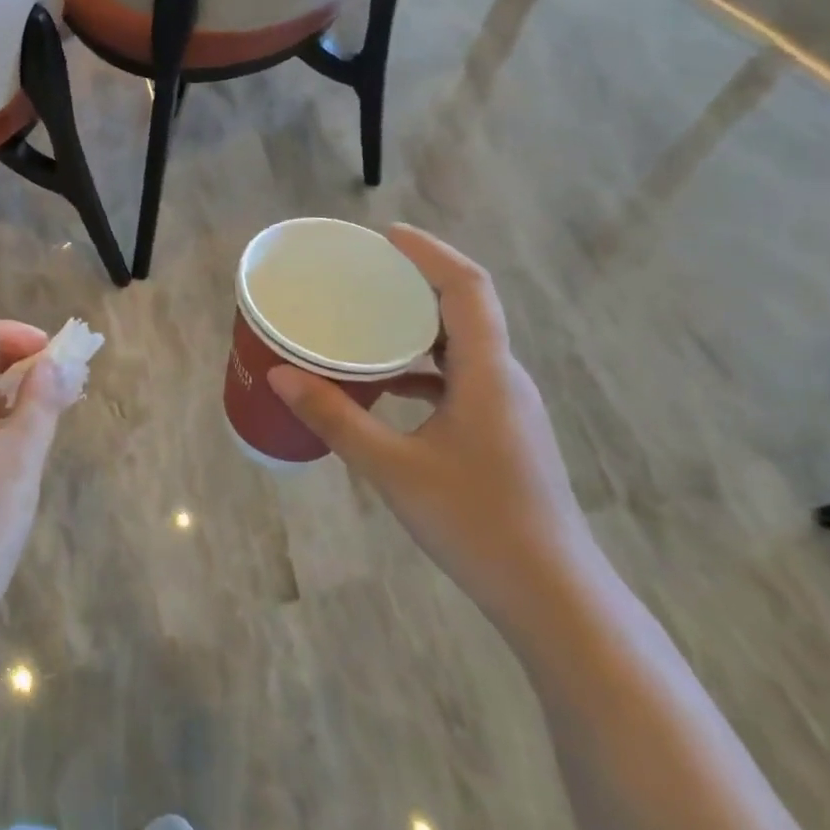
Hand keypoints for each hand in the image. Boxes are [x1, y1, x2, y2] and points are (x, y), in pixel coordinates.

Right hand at [268, 226, 599, 633]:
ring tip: (367, 317)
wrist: (551, 594)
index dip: (429, 252)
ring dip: (419, 323)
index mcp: (487, 373)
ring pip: (462, 343)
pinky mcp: (501, 430)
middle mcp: (503, 378)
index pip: (467, 287)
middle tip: (365, 272)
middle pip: (466, 307)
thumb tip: (279, 375)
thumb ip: (335, 418)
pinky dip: (422, 365)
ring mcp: (507, 405)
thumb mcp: (393, 468)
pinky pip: (459, 376)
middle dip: (418, 280)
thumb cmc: (475, 523)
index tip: (385, 235)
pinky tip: (385, 383)